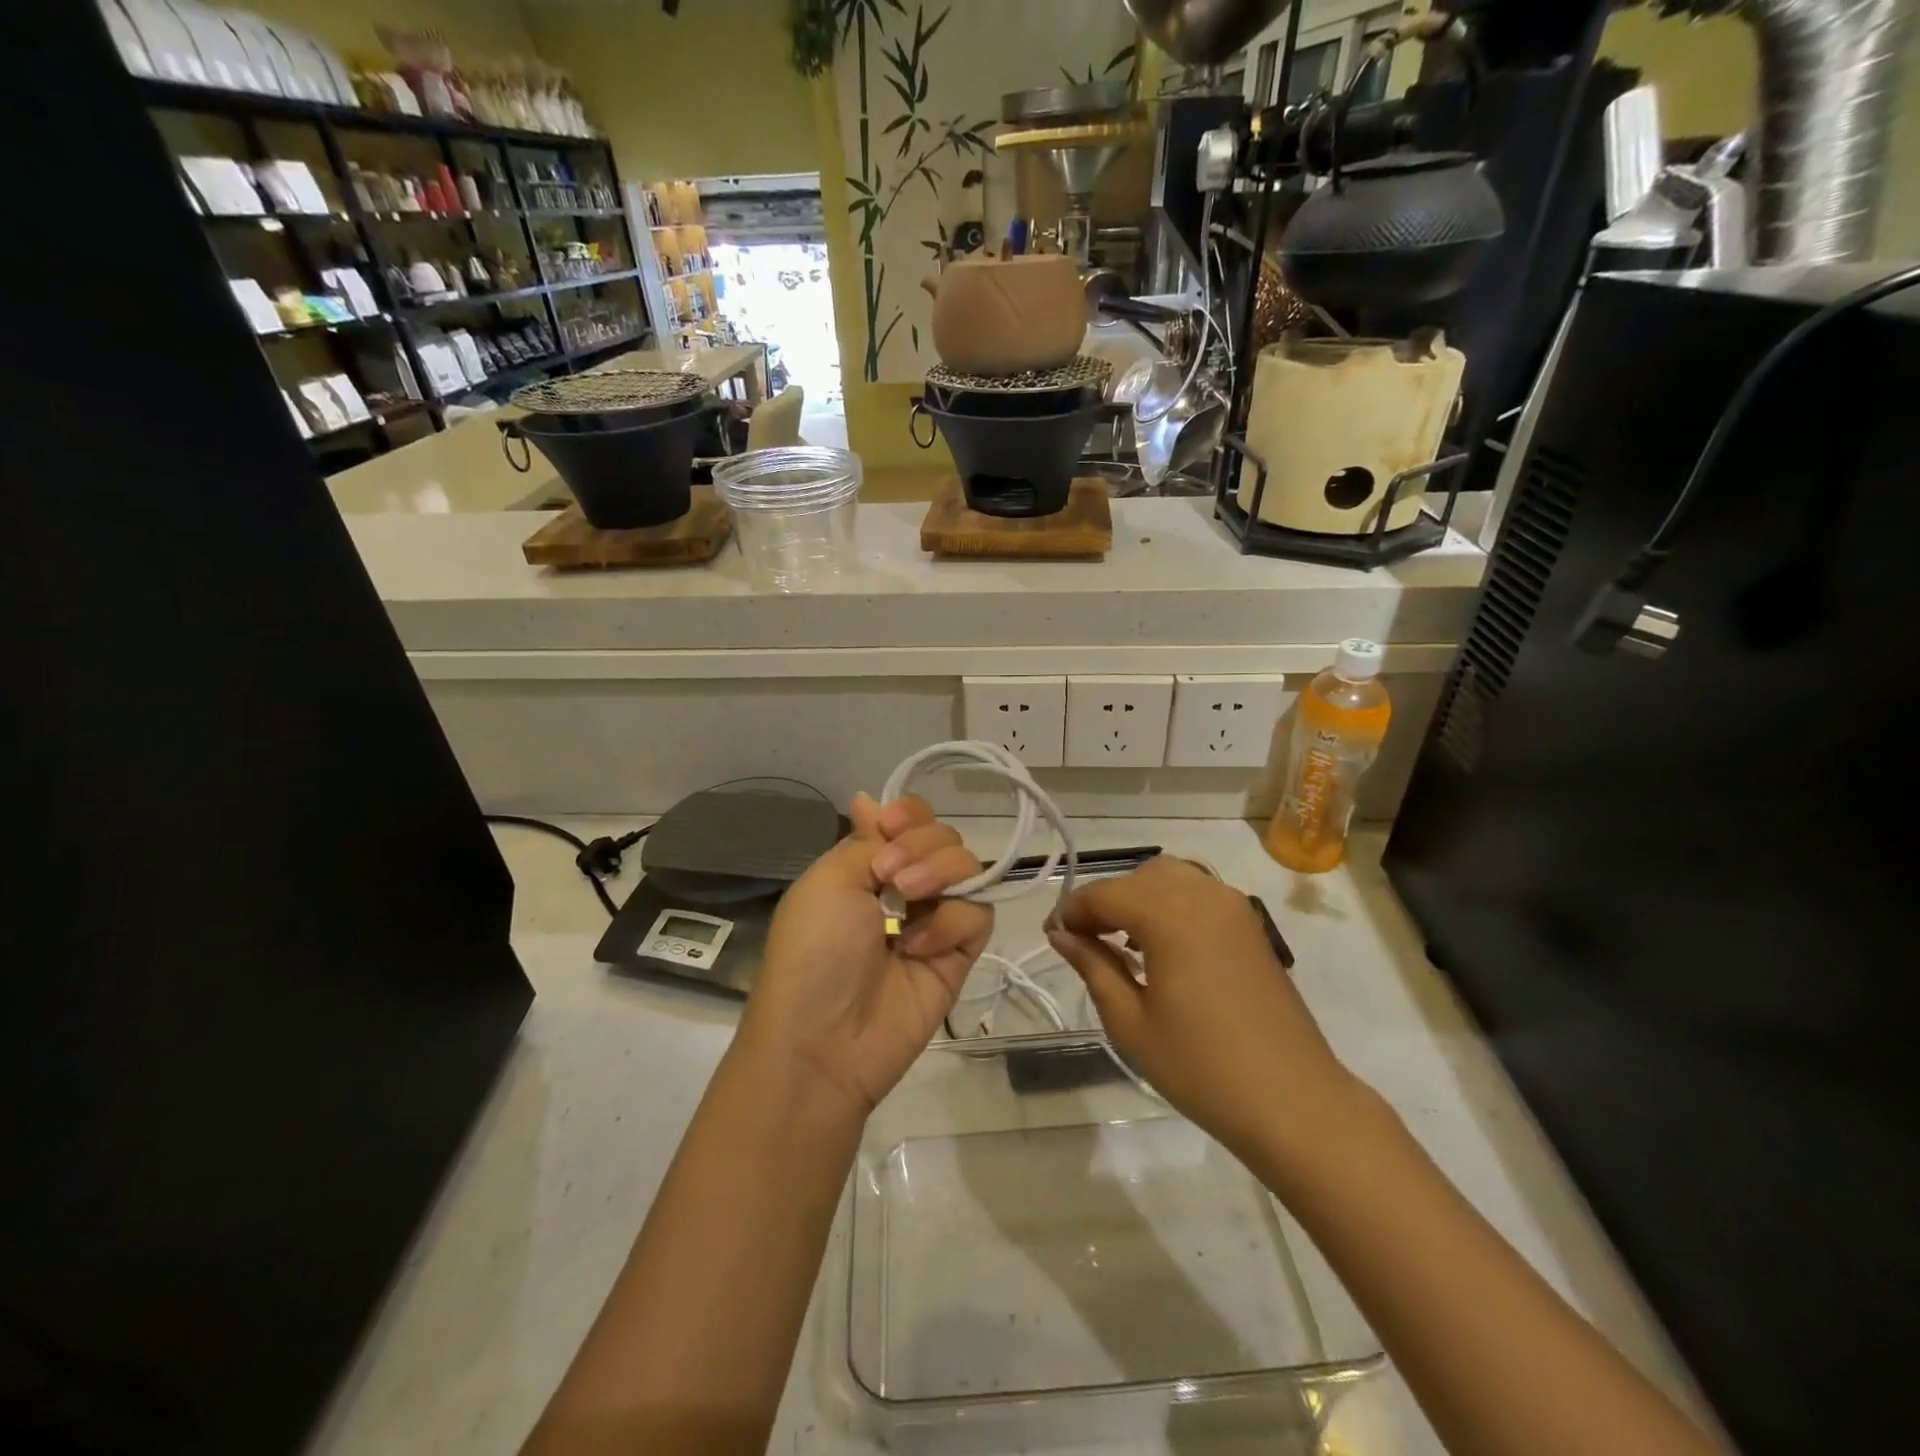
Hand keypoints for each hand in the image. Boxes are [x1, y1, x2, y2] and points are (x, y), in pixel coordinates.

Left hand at [738, 795, 992, 1118]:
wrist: (826, 1039)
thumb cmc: (815, 949)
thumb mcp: (829, 880)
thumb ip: (867, 840)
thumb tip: (869, 798)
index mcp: (868, 866)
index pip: (909, 820)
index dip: (909, 815)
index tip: (891, 827)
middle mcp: (905, 887)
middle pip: (944, 837)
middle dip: (922, 844)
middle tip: (890, 877)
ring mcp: (935, 919)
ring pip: (968, 867)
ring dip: (940, 872)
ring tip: (908, 900)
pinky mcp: (960, 953)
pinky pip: (977, 914)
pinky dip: (951, 922)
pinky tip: (920, 947)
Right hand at [1046, 857, 1357, 1162]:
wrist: (1294, 1102)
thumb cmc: (1202, 1068)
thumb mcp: (1131, 1022)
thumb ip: (1093, 966)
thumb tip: (1061, 935)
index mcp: (1170, 915)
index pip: (1105, 893)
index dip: (1072, 910)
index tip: (1052, 936)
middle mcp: (1203, 895)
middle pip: (1139, 877)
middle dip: (1106, 901)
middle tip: (1084, 942)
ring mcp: (1233, 907)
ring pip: (1171, 879)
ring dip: (1139, 899)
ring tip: (1120, 944)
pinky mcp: (1250, 925)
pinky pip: (1198, 895)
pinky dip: (1170, 905)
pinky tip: (1160, 947)